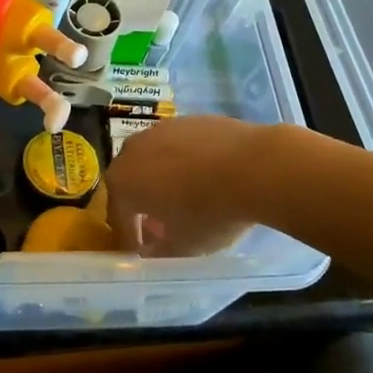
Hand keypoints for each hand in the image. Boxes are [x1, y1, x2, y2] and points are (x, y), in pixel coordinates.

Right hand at [104, 116, 270, 256]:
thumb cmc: (210, 212)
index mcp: (122, 182)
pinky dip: (185, 162)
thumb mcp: (183, 246)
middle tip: (162, 226)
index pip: (119, 217)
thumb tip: (150, 251)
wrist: (254, 166)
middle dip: (143, 205)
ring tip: (187, 200)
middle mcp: (132, 150)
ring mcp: (160, 129)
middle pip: (132, 182)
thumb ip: (159, 251)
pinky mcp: (188, 119)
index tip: (143, 253)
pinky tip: (207, 176)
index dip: (130, 238)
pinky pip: (178, 146)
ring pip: (154, 160)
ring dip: (163, 180)